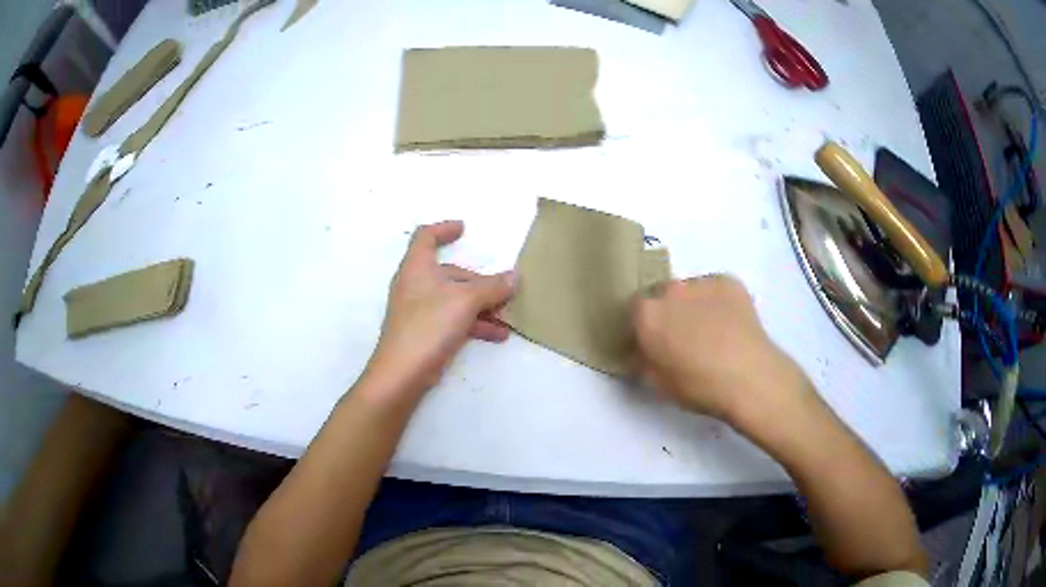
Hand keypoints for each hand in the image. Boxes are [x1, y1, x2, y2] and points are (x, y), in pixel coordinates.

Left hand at [365, 221, 516, 397]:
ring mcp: (419, 310)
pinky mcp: (424, 333)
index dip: (444, 229)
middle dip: (479, 281)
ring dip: (481, 306)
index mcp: (417, 267)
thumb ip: (492, 287)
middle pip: (449, 272)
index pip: (425, 236)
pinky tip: (497, 336)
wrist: (402, 373)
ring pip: (454, 299)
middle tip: (505, 292)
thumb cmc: (429, 325)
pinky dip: (474, 323)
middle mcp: (415, 284)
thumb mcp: (465, 301)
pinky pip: (453, 320)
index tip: (464, 230)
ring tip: (507, 318)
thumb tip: (514, 277)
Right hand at [631, 275, 813, 425]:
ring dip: (692, 306)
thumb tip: (639, 352)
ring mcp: (702, 282)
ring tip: (710, 333)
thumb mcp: (656, 384)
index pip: (633, 311)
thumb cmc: (698, 386)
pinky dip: (717, 303)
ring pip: (690, 291)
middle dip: (668, 313)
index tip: (651, 343)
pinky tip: (729, 326)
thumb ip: (640, 362)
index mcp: (647, 314)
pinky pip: (715, 290)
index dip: (642, 327)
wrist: (749, 377)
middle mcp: (670, 289)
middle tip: (681, 339)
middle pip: (662, 296)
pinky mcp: (729, 282)